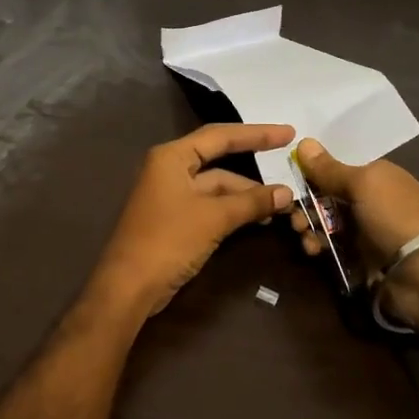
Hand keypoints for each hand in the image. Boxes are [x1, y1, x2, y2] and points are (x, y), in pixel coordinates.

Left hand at [84, 123, 295, 322]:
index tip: (288, 133)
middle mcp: (169, 169)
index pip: (220, 136)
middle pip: (218, 160)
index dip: (257, 134)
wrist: (129, 286)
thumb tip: (286, 193)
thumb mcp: (214, 218)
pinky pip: (210, 205)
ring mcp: (171, 195)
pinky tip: (258, 218)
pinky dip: (233, 209)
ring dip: (245, 195)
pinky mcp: (174, 219)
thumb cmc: (168, 240)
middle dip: (253, 170)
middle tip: (289, 170)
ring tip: (281, 204)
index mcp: (172, 157)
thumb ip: (250, 202)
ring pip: (216, 187)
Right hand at [288, 137, 418, 331]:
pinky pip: (329, 245)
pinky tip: (313, 249)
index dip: (312, 171)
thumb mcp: (362, 184)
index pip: (337, 167)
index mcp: (376, 176)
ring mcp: (363, 229)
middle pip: (325, 194)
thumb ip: (329, 168)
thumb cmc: (393, 216)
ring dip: (307, 224)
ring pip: (324, 221)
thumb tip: (303, 141)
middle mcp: (369, 200)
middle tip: (292, 213)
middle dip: (304, 201)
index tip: (289, 177)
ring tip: (301, 232)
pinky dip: (317, 245)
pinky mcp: (357, 256)